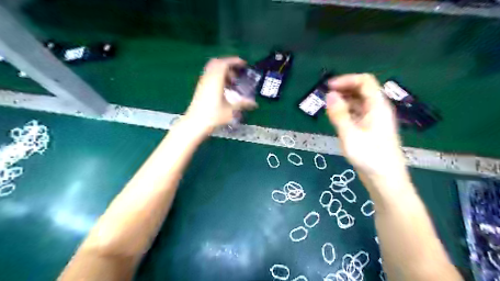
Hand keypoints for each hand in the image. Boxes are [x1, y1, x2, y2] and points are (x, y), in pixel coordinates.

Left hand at [183, 57, 254, 133]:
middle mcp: (208, 78)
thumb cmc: (213, 116)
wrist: (195, 123)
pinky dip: (218, 77)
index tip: (243, 64)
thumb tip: (255, 104)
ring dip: (223, 72)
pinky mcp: (200, 88)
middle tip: (237, 73)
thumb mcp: (231, 110)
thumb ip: (243, 104)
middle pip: (217, 63)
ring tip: (232, 82)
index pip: (224, 63)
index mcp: (216, 80)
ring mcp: (202, 82)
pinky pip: (209, 76)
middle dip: (228, 65)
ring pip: (212, 69)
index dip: (234, 61)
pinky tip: (224, 88)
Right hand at [327, 73, 407, 180]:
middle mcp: (377, 109)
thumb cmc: (370, 157)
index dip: (346, 80)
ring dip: (343, 100)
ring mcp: (374, 119)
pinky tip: (336, 118)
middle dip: (343, 89)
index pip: (364, 81)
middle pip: (362, 90)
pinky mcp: (370, 129)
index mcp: (377, 106)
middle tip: (325, 97)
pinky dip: (346, 111)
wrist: (385, 179)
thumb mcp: (350, 135)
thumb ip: (339, 114)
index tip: (328, 87)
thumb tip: (329, 95)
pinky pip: (357, 113)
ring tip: (327, 107)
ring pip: (358, 102)